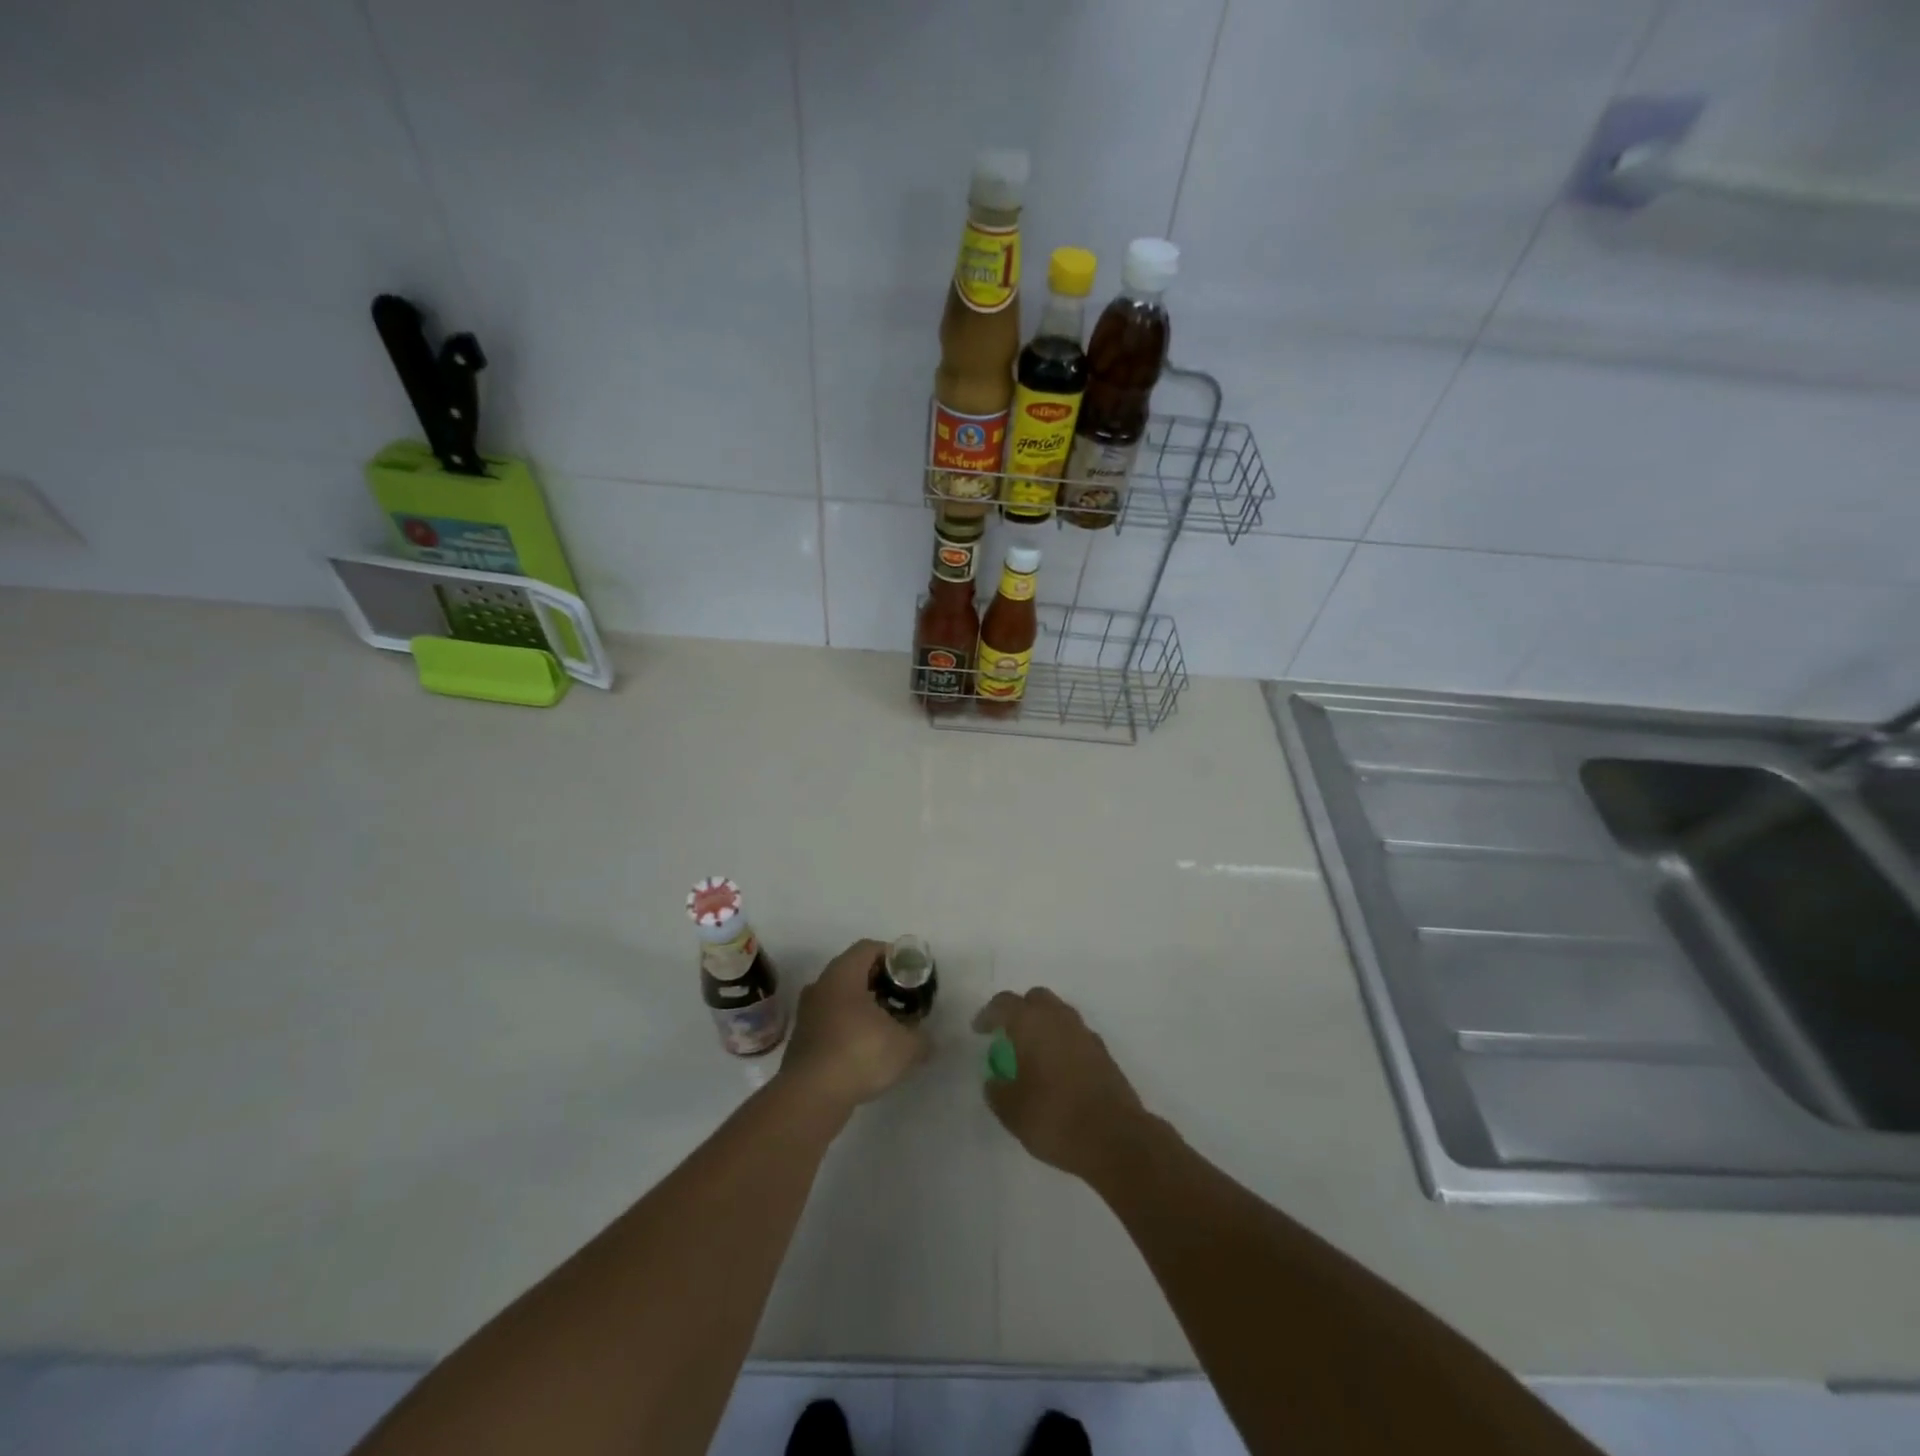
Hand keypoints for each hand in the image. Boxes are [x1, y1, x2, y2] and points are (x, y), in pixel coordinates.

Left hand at [777, 940, 929, 1117]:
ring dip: (863, 1007)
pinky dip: (849, 1027)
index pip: (869, 948)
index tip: (911, 975)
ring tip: (887, 1027)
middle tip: (902, 1000)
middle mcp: (821, 985)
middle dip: (880, 983)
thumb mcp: (905, 1046)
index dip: (893, 956)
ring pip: (840, 997)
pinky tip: (866, 1049)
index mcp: (843, 974)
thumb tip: (927, 1041)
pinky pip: (830, 1020)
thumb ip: (921, 1038)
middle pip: (854, 971)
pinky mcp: (802, 1039)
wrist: (810, 1096)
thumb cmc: (860, 1054)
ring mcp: (807, 1012)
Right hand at [972, 988, 1147, 1182]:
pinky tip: (1056, 1069)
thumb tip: (995, 1081)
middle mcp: (1059, 1019)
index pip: (1004, 1004)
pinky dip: (1062, 1043)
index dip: (988, 1014)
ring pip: (1058, 1014)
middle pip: (1036, 999)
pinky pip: (1075, 1035)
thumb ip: (997, 1091)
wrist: (1115, 1138)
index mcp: (1032, 1023)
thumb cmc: (1055, 1118)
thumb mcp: (1012, 1111)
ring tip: (1031, 1053)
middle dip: (1019, 1011)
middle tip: (1007, 1034)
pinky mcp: (1103, 1053)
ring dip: (1043, 1025)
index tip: (978, 1030)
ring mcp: (1085, 1033)